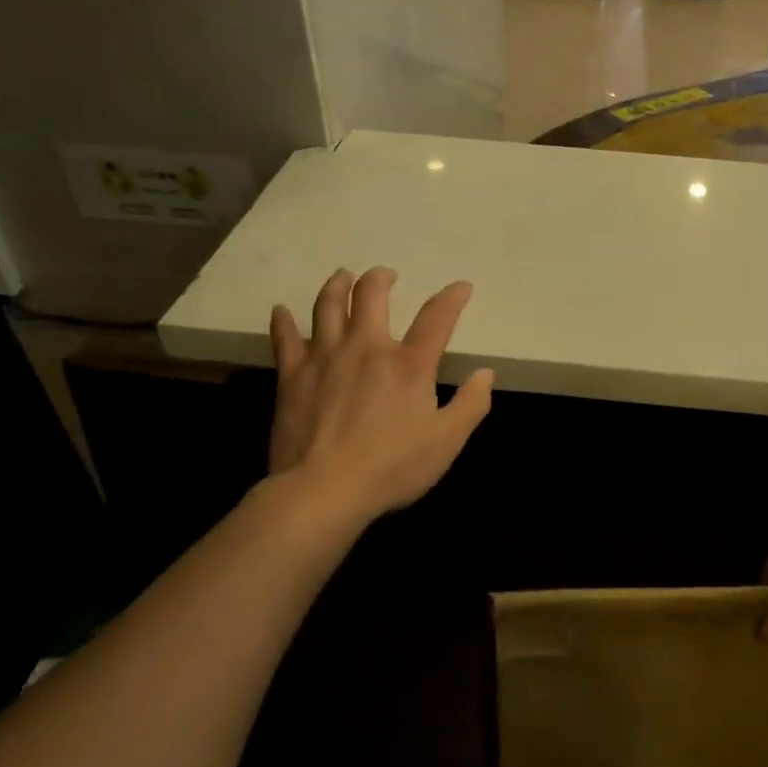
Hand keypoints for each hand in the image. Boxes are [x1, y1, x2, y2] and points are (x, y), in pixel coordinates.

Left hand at [268, 268, 492, 518]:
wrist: (324, 490)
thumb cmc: (392, 468)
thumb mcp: (447, 442)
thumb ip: (471, 404)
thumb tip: (486, 373)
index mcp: (409, 364)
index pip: (437, 317)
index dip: (452, 297)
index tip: (461, 287)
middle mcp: (367, 347)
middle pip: (372, 295)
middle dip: (381, 278)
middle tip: (386, 275)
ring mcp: (325, 357)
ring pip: (328, 305)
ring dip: (337, 285)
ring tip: (342, 276)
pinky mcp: (292, 375)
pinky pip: (285, 338)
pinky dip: (283, 321)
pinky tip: (281, 311)